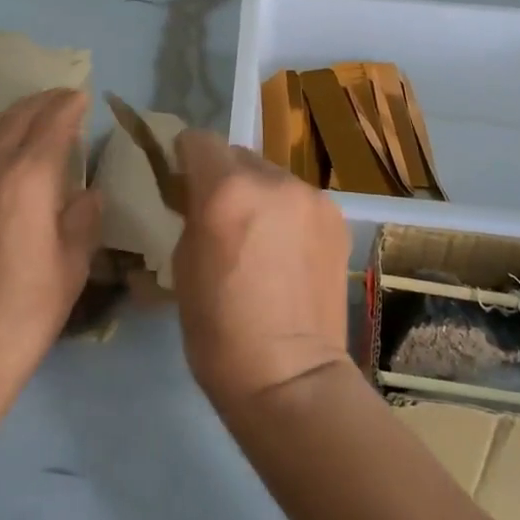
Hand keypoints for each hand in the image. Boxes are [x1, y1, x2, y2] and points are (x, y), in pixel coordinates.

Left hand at [0, 89, 100, 394]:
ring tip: (35, 113)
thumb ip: (82, 218)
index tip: (83, 95)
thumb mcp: (72, 262)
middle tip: (63, 96)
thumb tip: (87, 194)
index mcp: (28, 179)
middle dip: (42, 102)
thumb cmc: (29, 307)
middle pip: (16, 119)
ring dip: (15, 115)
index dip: (68, 106)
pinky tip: (1, 147)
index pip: (51, 125)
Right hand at [171, 131, 351, 411]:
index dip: (187, 156)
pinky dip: (288, 214)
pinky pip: (300, 200)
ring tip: (261, 241)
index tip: (184, 180)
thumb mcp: (182, 265)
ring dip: (260, 196)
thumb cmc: (218, 330)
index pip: (199, 140)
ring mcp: (311, 197)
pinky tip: (288, 254)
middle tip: (223, 217)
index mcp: (225, 191)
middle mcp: (273, 181)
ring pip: (273, 177)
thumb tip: (199, 197)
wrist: (291, 378)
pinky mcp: (337, 218)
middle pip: (239, 156)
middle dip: (225, 178)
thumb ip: (192, 215)